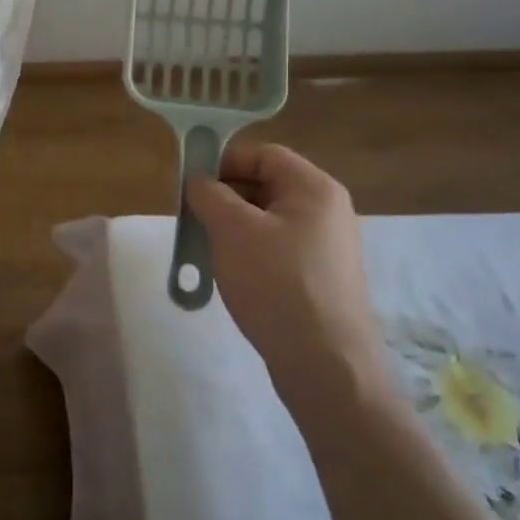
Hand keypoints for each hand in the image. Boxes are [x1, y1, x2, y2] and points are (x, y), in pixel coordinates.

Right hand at [187, 144, 391, 410]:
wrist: (325, 364)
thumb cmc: (277, 283)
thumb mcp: (232, 230)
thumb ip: (209, 194)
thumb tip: (199, 182)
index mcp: (314, 188)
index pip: (263, 154)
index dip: (223, 162)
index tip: (191, 185)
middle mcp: (328, 211)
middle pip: (266, 186)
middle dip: (225, 197)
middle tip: (194, 218)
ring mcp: (327, 247)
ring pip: (269, 220)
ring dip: (234, 228)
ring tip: (208, 249)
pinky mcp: (321, 278)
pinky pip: (279, 250)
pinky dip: (251, 253)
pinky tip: (233, 276)